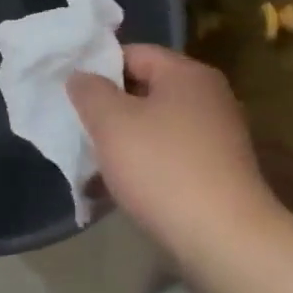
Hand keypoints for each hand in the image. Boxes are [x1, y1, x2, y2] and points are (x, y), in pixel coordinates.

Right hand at [68, 45, 283, 258]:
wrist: (223, 239)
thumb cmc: (162, 168)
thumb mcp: (111, 122)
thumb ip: (89, 91)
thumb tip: (81, 76)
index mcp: (187, 75)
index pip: (133, 53)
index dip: (97, 68)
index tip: (69, 92)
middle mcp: (208, 99)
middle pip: (144, 91)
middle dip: (107, 109)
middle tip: (75, 127)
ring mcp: (216, 139)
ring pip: (153, 128)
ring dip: (120, 143)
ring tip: (88, 164)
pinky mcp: (215, 174)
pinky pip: (167, 159)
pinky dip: (140, 168)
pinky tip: (113, 191)